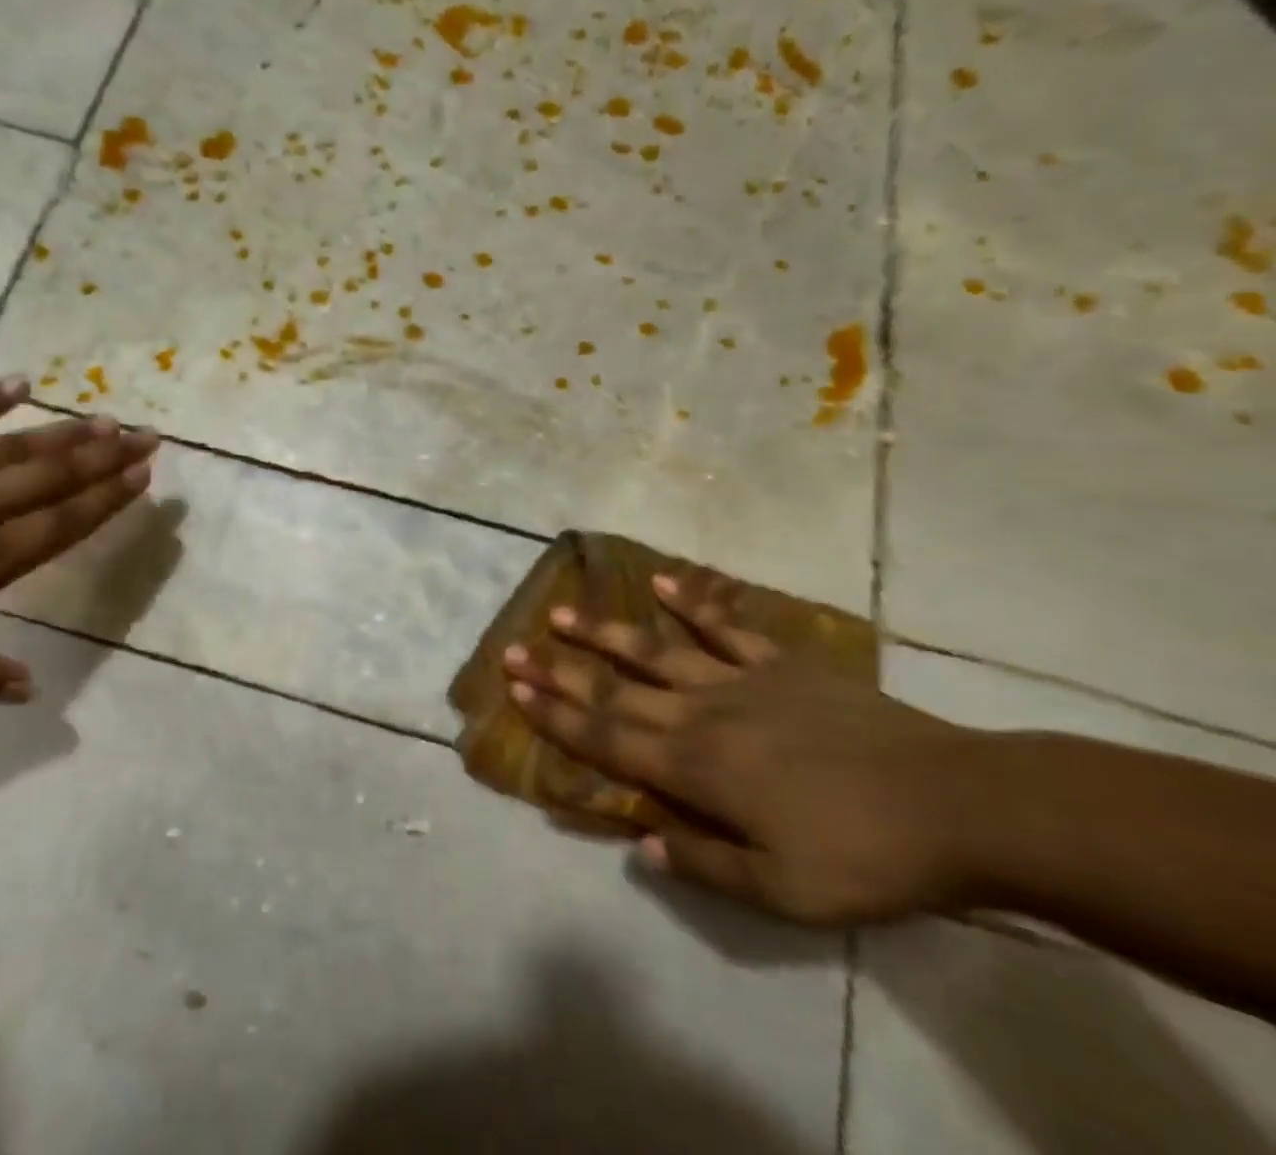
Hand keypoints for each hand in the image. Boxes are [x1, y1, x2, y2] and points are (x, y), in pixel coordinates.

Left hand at [0, 375, 156, 706]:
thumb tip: (30, 688)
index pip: (61, 524)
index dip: (107, 499)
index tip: (143, 475)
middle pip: (53, 478)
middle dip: (106, 456)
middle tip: (146, 434)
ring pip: (15, 446)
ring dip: (64, 432)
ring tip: (104, 417)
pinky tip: (19, 383)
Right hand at [502, 568, 991, 926]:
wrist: (960, 804)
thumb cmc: (867, 856)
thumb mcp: (785, 892)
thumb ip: (705, 864)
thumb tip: (640, 842)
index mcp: (696, 768)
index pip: (608, 738)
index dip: (558, 715)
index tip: (517, 691)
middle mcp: (702, 714)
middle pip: (616, 690)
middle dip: (560, 671)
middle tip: (514, 649)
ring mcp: (741, 682)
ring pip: (656, 651)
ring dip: (605, 633)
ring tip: (562, 612)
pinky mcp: (782, 664)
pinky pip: (727, 626)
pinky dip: (692, 601)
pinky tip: (660, 580)